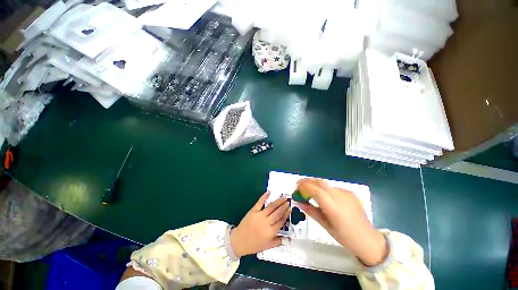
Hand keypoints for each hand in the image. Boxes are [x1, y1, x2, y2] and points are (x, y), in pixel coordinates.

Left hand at [230, 192, 289, 256]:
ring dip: (278, 201)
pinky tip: (269, 192)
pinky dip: (264, 196)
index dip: (286, 214)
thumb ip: (278, 241)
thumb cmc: (253, 245)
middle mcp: (266, 223)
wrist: (238, 241)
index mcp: (270, 232)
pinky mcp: (253, 211)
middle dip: (284, 206)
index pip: (281, 221)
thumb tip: (289, 238)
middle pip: (277, 213)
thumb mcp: (267, 246)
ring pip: (271, 207)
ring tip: (283, 197)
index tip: (290, 209)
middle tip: (288, 200)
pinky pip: (260, 202)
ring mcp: (259, 216)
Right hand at [296, 179, 387, 265]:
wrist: (368, 239)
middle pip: (320, 182)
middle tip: (299, 185)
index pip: (315, 190)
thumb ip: (311, 211)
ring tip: (308, 189)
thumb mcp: (325, 226)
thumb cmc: (345, 237)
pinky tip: (324, 196)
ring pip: (326, 183)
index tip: (296, 187)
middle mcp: (339, 197)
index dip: (304, 186)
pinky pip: (333, 188)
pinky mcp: (351, 193)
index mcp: (333, 207)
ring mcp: (346, 193)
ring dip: (315, 184)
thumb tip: (298, 202)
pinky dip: (325, 189)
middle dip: (307, 181)